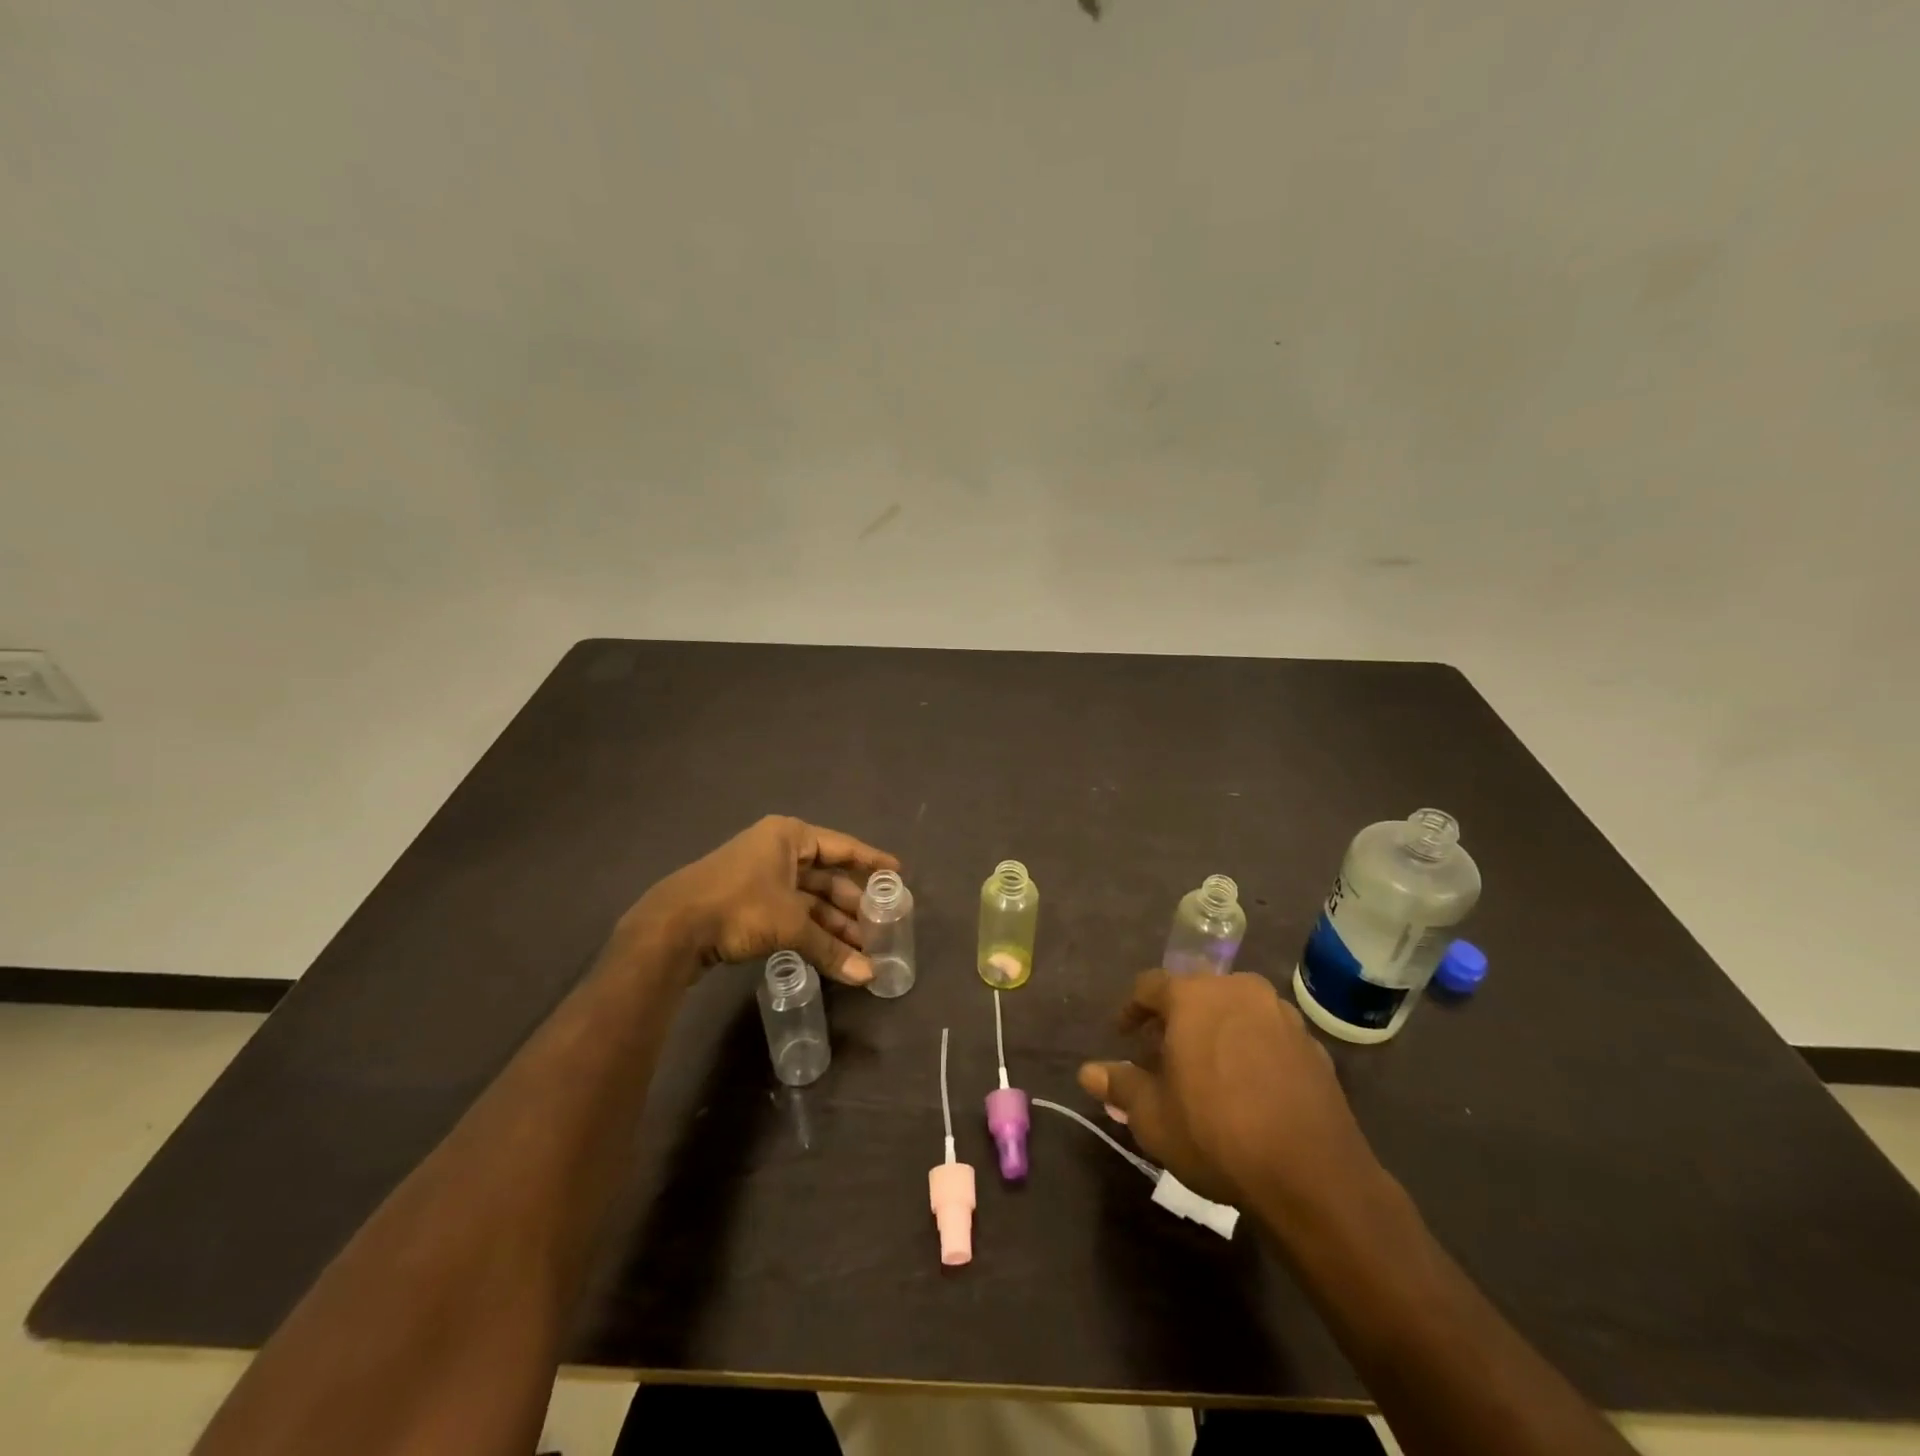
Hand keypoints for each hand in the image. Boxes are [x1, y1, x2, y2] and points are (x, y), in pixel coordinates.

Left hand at [626, 815, 899, 984]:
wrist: (672, 927)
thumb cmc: (739, 907)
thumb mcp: (790, 925)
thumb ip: (830, 948)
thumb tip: (869, 977)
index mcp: (789, 837)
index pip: (842, 847)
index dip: (871, 861)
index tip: (898, 874)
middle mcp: (776, 850)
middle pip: (825, 876)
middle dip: (851, 905)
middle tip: (878, 927)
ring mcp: (759, 876)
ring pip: (807, 898)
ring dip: (832, 923)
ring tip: (859, 949)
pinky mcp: (746, 901)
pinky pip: (790, 912)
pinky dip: (810, 930)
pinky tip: (829, 951)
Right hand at [1078, 970, 1385, 1226]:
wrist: (1313, 1175)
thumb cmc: (1216, 1134)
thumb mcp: (1153, 1117)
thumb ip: (1119, 1086)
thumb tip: (1088, 1073)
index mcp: (1194, 996)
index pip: (1150, 986)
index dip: (1131, 1010)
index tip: (1123, 1036)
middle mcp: (1238, 991)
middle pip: (1195, 994)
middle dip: (1174, 1021)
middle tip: (1161, 1057)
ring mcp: (1281, 1015)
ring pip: (1234, 1012)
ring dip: (1214, 1032)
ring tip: (1205, 1073)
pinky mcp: (1312, 1046)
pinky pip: (1267, 1036)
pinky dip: (1250, 1050)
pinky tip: (1247, 1089)